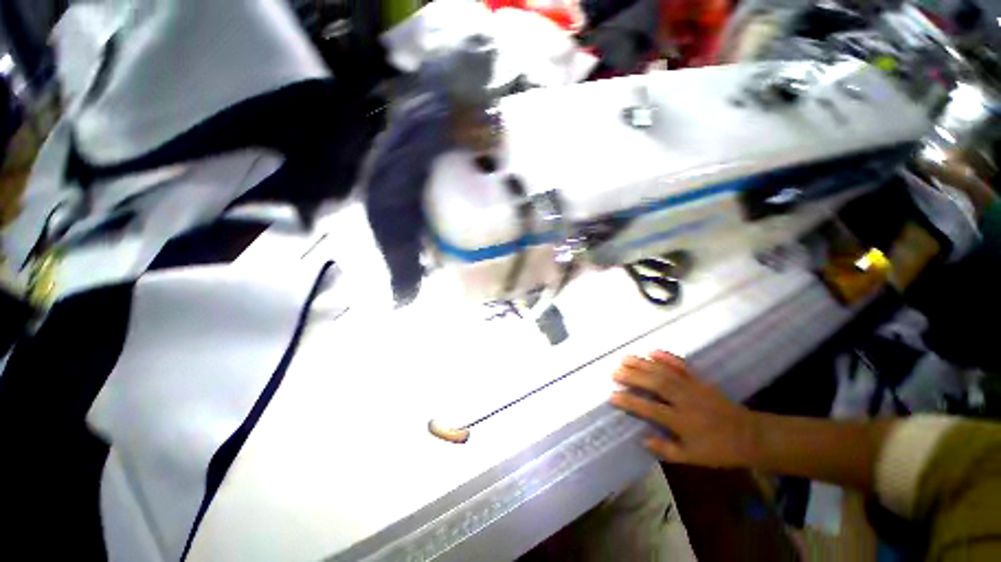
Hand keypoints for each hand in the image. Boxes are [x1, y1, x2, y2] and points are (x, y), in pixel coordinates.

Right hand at [610, 351, 758, 468]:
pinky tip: (652, 351)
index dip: (629, 401)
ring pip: (664, 371)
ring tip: (625, 358)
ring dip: (643, 363)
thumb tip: (642, 439)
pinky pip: (681, 365)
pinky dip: (667, 357)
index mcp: (681, 421)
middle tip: (614, 371)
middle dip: (633, 376)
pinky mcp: (699, 380)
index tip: (612, 395)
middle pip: (655, 384)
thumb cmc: (718, 449)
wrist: (749, 435)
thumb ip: (666, 450)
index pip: (649, 409)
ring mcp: (692, 387)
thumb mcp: (692, 458)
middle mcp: (684, 400)